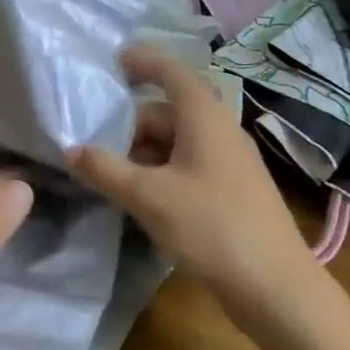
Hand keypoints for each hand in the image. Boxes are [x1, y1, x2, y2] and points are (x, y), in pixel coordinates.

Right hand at [67, 45, 311, 300]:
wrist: (278, 291)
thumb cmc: (212, 228)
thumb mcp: (149, 197)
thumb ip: (105, 170)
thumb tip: (71, 150)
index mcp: (204, 117)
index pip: (171, 71)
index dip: (143, 60)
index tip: (114, 58)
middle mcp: (220, 130)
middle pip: (168, 111)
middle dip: (130, 123)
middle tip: (94, 140)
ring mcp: (230, 162)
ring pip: (176, 141)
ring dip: (142, 151)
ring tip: (109, 172)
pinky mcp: (233, 191)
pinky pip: (188, 164)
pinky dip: (160, 170)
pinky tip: (140, 196)